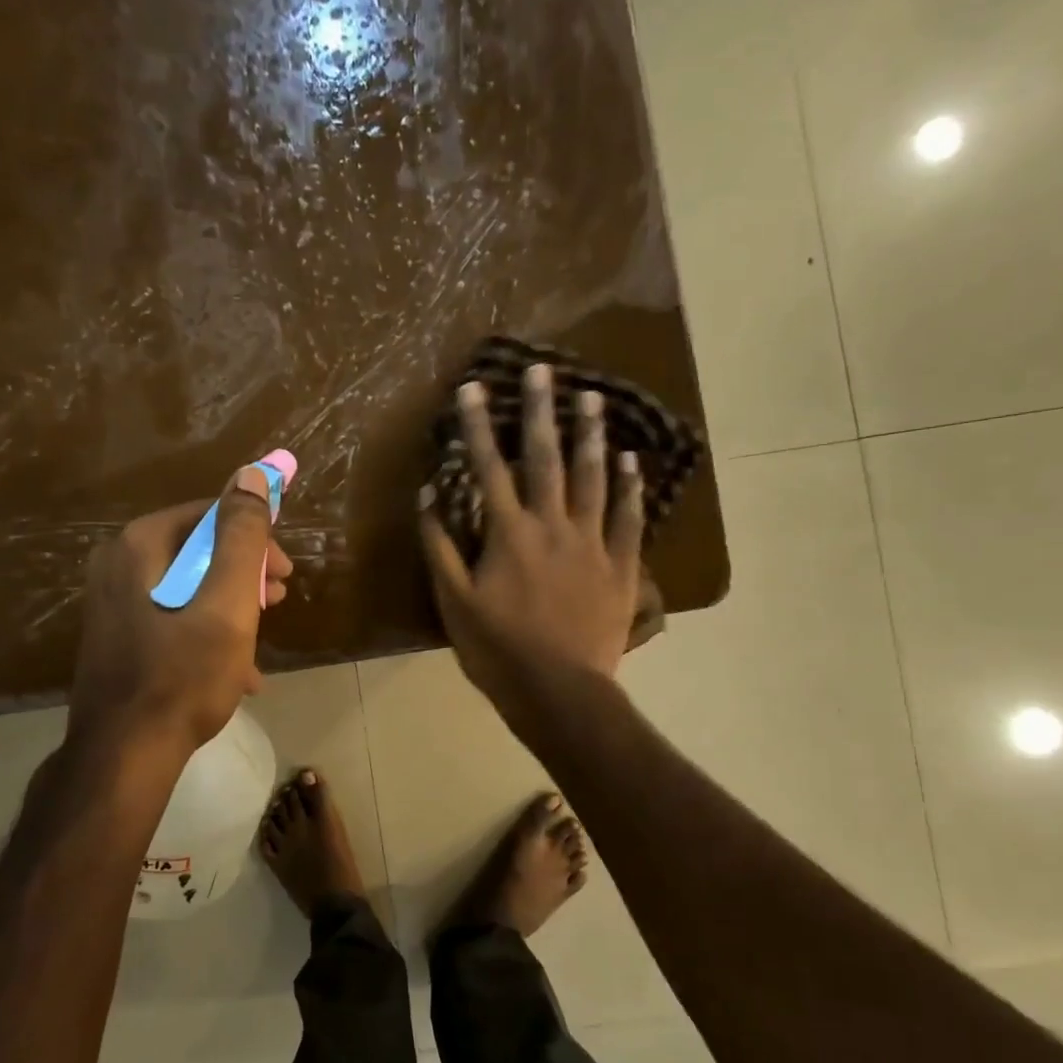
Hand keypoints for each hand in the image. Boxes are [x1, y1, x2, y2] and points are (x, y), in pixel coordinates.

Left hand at [69, 466, 293, 757]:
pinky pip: (172, 617)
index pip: (210, 515)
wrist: (125, 755)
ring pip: (188, 586)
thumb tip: (253, 475)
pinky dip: (206, 633)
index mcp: (140, 546)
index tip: (284, 574)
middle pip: (199, 550)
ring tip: (259, 641)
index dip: (255, 538)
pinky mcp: (116, 636)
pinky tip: (236, 671)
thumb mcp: (228, 603)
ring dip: (231, 607)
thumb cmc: (184, 675)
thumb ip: (242, 537)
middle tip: (277, 604)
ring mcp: (112, 603)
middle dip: (245, 575)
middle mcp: (117, 564)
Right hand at [419, 366, 644, 713]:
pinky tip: (633, 459)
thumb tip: (429, 495)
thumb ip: (440, 546)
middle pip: (546, 459)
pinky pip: (629, 518)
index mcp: (509, 534)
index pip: (489, 468)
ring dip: (592, 435)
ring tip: (594, 396)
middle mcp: (553, 526)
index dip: (478, 427)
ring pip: (594, 478)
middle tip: (544, 370)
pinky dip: (631, 486)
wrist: (560, 692)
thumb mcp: (453, 602)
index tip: (473, 388)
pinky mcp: (623, 566)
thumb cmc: (498, 650)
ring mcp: (593, 543)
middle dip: (542, 412)